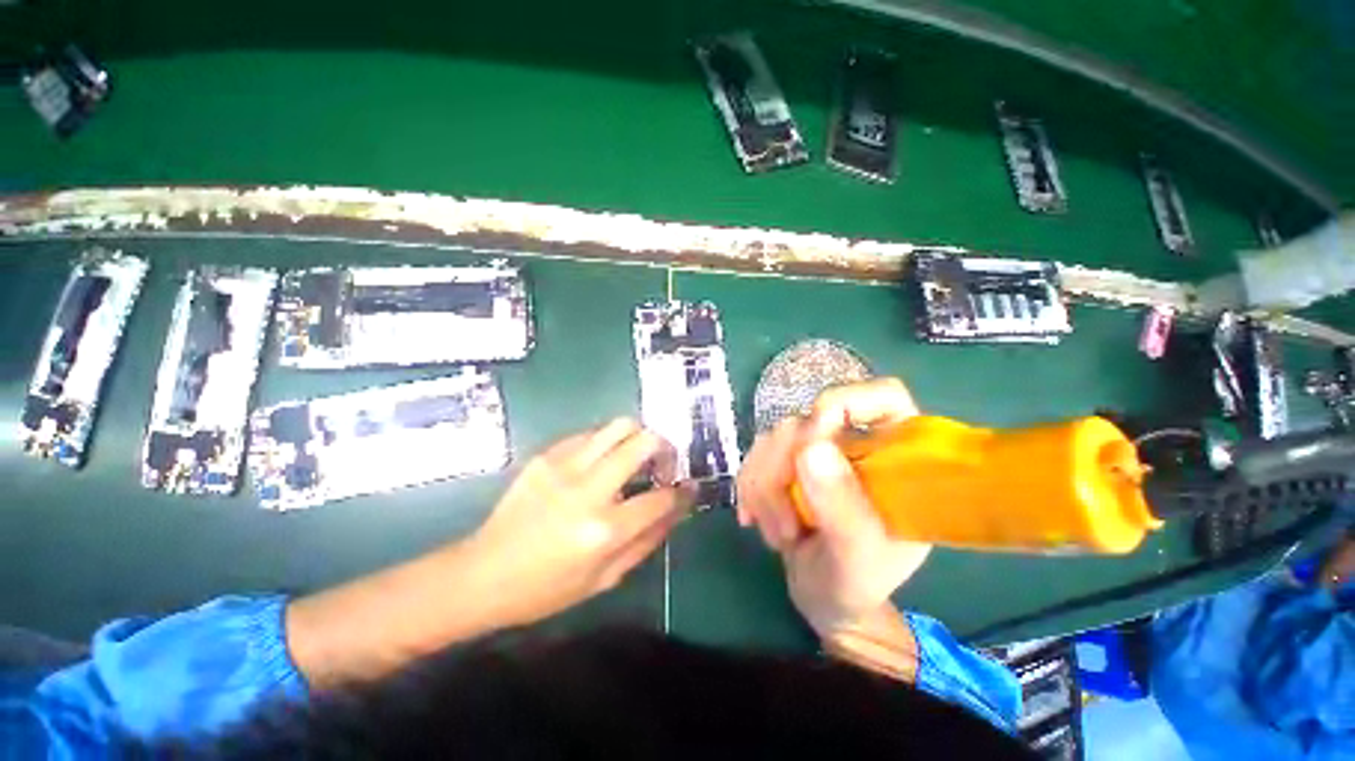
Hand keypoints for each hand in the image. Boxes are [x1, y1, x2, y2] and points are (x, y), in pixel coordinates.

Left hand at [469, 418, 695, 627]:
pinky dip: (606, 442)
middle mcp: (588, 489)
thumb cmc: (547, 588)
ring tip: (635, 456)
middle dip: (665, 448)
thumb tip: (678, 507)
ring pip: (619, 426)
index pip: (661, 498)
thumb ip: (648, 539)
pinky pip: (590, 434)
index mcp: (604, 530)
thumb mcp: (605, 578)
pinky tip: (601, 461)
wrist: (483, 574)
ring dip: (637, 437)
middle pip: (644, 442)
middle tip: (662, 464)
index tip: (689, 487)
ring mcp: (564, 466)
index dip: (683, 491)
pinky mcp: (546, 455)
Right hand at [737, 379, 930, 638]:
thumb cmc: (856, 582)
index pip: (883, 396)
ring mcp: (817, 449)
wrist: (823, 596)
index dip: (846, 403)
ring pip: (774, 438)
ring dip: (763, 488)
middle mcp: (855, 441)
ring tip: (780, 535)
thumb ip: (842, 507)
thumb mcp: (858, 556)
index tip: (814, 443)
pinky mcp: (787, 460)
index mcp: (896, 455)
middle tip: (787, 526)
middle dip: (784, 472)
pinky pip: (754, 454)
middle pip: (808, 421)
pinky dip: (748, 487)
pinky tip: (754, 519)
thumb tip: (811, 447)